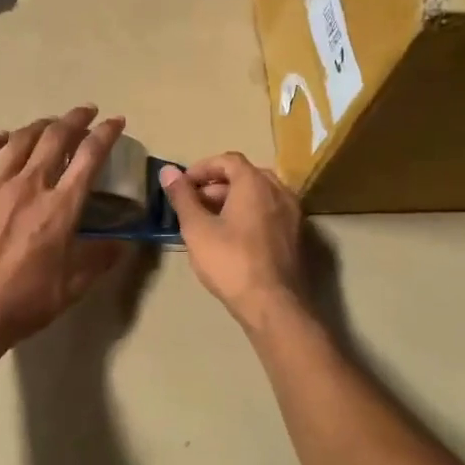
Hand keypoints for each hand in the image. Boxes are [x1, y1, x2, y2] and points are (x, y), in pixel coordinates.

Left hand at [0, 107, 128, 353]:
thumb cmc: (25, 300)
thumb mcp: (73, 285)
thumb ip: (100, 258)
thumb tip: (122, 242)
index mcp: (60, 207)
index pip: (89, 157)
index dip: (105, 134)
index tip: (115, 122)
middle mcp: (30, 186)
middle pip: (55, 138)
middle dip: (74, 119)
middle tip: (85, 112)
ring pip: (19, 140)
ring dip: (38, 126)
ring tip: (48, 123)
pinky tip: (1, 138)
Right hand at [160, 153, 306, 328]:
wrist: (273, 304)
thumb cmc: (230, 261)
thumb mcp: (197, 228)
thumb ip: (182, 196)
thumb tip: (167, 170)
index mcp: (255, 183)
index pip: (227, 160)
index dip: (202, 168)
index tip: (183, 185)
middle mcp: (279, 191)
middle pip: (245, 175)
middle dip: (216, 185)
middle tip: (194, 204)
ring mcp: (292, 213)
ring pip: (259, 194)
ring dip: (233, 200)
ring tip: (210, 222)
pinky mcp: (297, 235)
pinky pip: (270, 212)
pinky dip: (250, 214)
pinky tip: (233, 237)